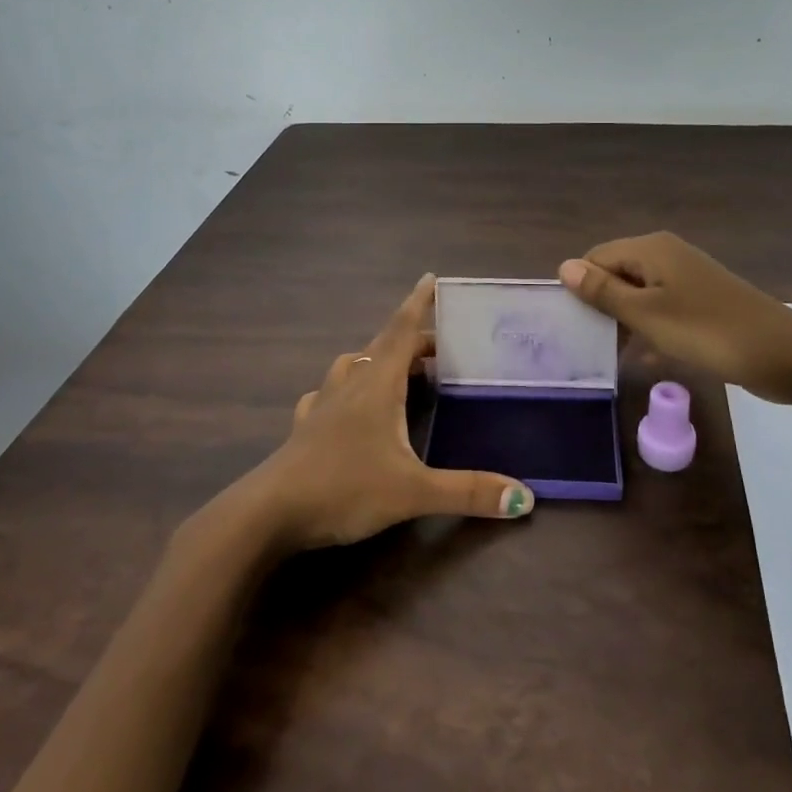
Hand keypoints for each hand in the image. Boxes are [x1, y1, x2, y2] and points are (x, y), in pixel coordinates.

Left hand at [249, 274, 533, 550]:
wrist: (267, 514)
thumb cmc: (343, 488)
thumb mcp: (413, 492)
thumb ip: (468, 492)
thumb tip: (524, 496)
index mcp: (377, 384)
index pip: (402, 331)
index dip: (418, 303)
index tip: (430, 277)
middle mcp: (350, 384)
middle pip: (383, 346)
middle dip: (412, 339)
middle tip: (439, 347)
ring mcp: (322, 405)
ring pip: (353, 365)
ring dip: (378, 358)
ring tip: (398, 371)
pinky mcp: (305, 429)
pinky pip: (328, 394)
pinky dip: (345, 389)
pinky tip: (346, 406)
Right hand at [559, 232, 791, 403]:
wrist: (784, 354)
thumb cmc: (707, 331)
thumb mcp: (647, 314)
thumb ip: (603, 292)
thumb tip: (564, 267)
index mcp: (651, 249)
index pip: (597, 257)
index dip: (581, 288)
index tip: (573, 325)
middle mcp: (668, 255)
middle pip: (617, 273)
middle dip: (602, 305)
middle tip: (590, 344)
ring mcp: (688, 279)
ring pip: (640, 295)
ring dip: (625, 321)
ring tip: (613, 355)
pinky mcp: (703, 303)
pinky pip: (663, 310)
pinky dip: (651, 329)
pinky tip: (646, 358)